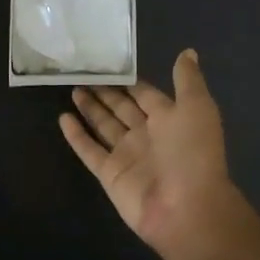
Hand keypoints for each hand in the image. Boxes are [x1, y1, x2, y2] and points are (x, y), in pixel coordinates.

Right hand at [59, 50, 259, 259]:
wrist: (187, 209)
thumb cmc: (193, 153)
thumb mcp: (197, 107)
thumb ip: (188, 80)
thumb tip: (188, 51)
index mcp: (169, 118)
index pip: (144, 94)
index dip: (128, 80)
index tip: (108, 63)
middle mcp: (146, 134)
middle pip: (121, 108)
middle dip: (105, 92)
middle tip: (82, 73)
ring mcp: (127, 155)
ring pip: (104, 126)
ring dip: (90, 108)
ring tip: (72, 89)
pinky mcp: (109, 174)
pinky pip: (89, 150)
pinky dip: (76, 135)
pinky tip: (62, 118)